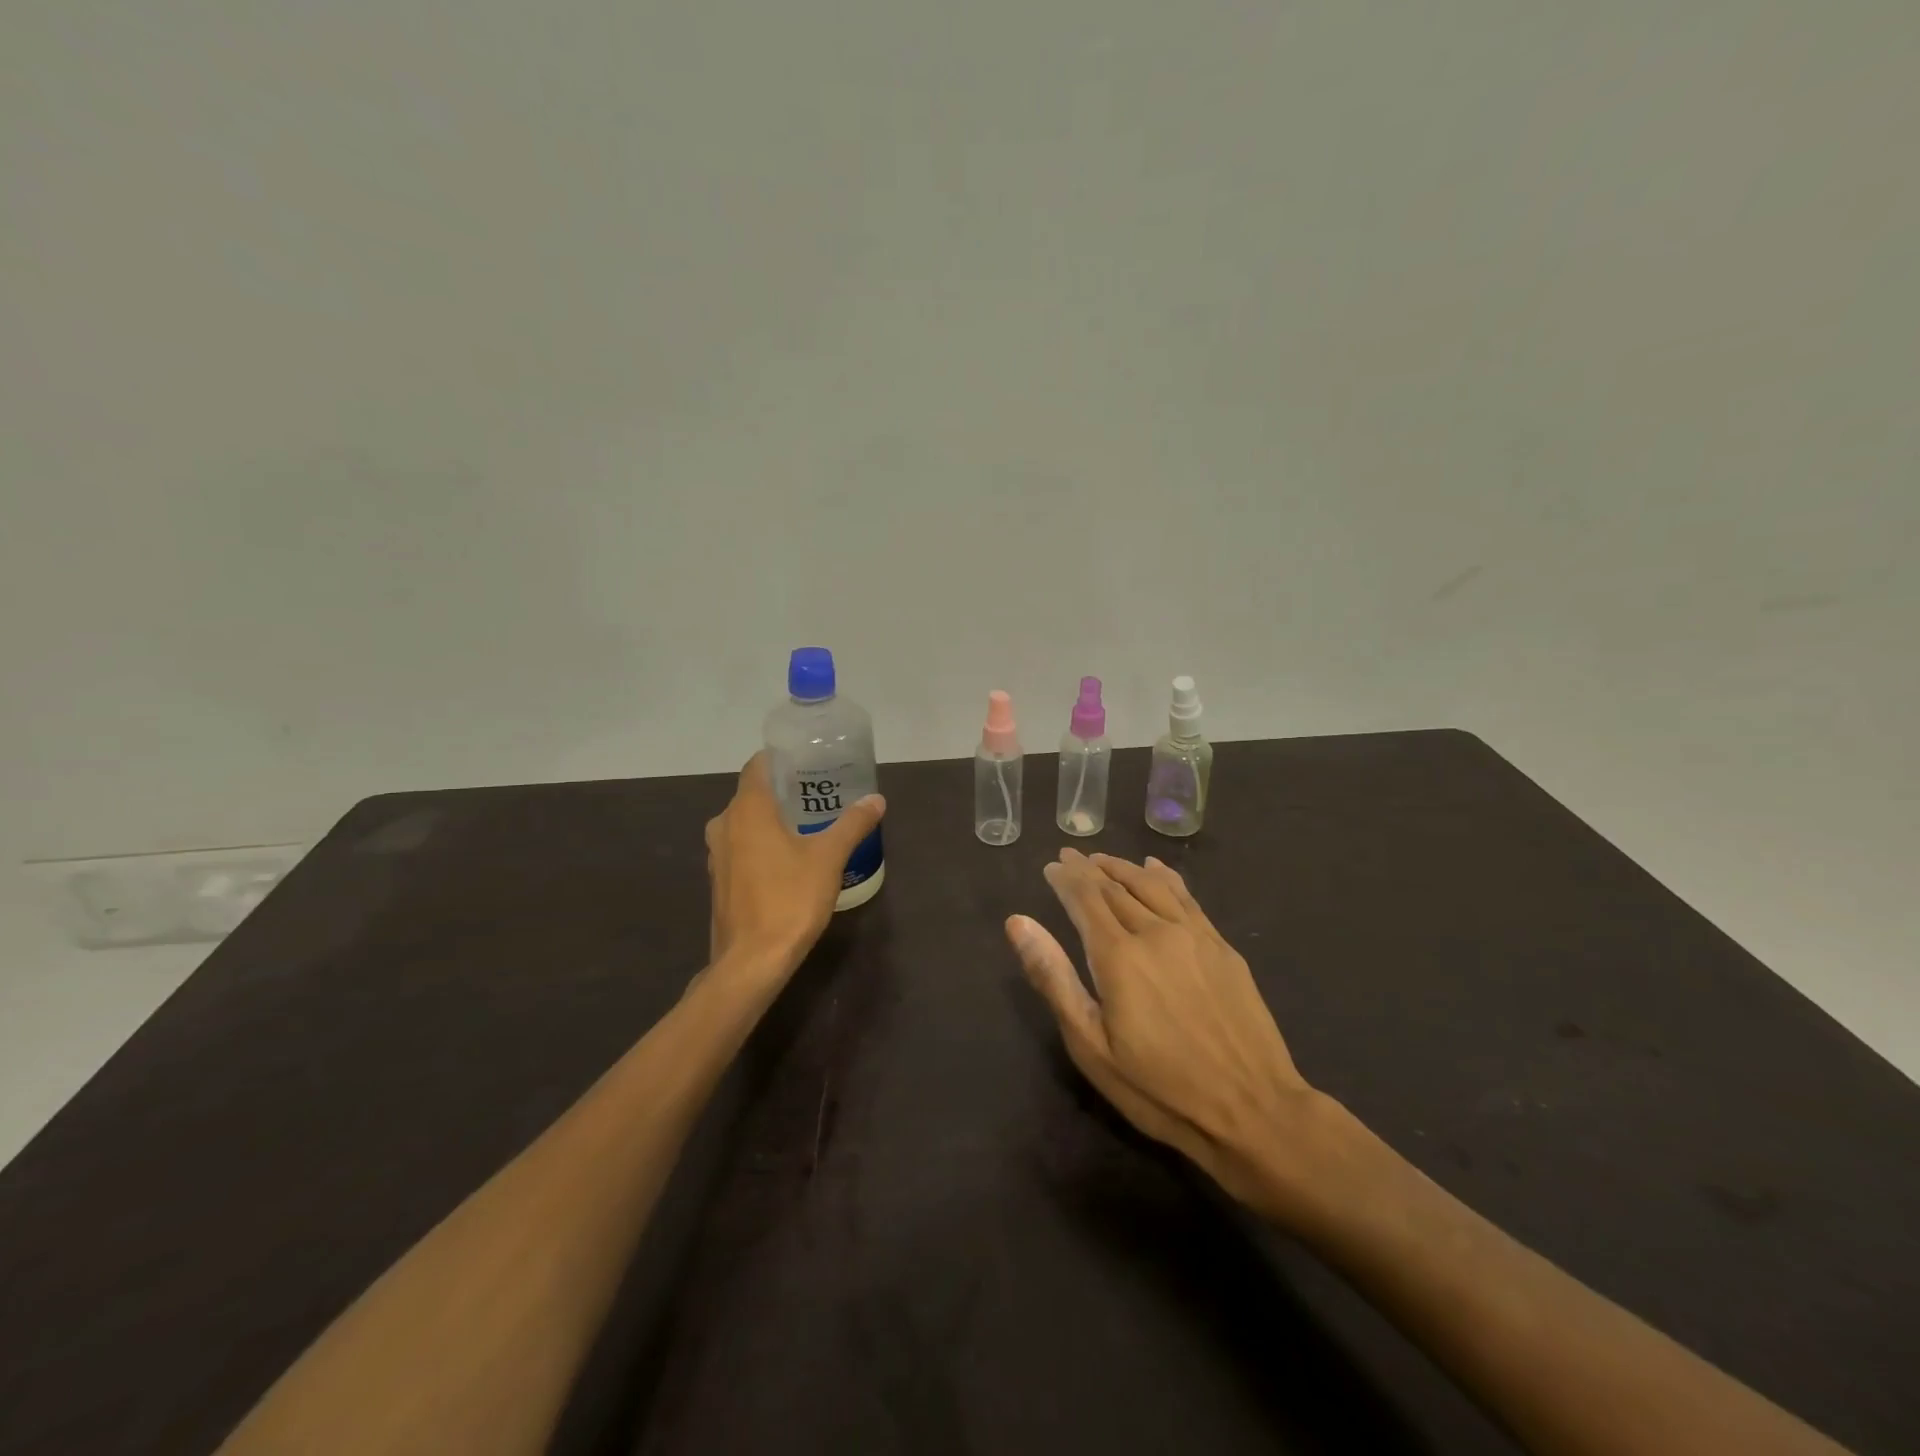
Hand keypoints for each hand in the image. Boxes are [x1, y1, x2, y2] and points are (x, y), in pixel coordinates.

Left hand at [703, 752, 885, 990]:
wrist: (751, 961)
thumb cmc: (789, 899)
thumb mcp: (829, 858)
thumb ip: (852, 824)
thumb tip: (876, 799)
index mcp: (747, 810)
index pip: (758, 766)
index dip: (780, 759)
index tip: (807, 760)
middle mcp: (724, 824)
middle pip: (752, 794)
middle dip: (782, 790)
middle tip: (818, 792)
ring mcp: (718, 855)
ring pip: (745, 822)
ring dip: (771, 819)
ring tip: (808, 823)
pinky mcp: (720, 881)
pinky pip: (742, 847)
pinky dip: (762, 843)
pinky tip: (789, 857)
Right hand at [1007, 850, 1323, 1220]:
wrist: (1253, 1110)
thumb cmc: (1159, 1088)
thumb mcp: (1091, 1045)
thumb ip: (1053, 977)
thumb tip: (1018, 922)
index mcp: (1118, 955)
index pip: (1084, 898)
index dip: (1065, 879)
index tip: (1051, 867)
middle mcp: (1155, 932)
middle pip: (1115, 887)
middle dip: (1088, 869)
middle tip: (1070, 856)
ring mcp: (1193, 936)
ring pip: (1151, 884)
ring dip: (1123, 867)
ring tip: (1103, 860)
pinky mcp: (1222, 947)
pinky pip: (1186, 896)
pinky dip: (1164, 876)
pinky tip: (1155, 867)